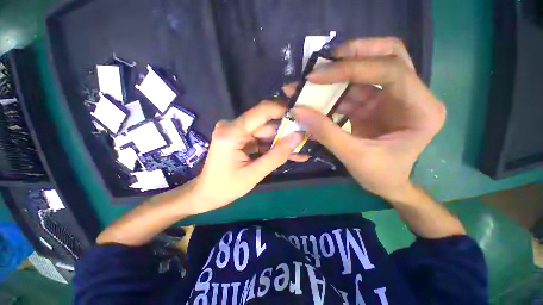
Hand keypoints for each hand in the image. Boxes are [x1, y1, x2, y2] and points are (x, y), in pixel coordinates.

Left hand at [191, 101, 306, 213]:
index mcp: (232, 132)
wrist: (206, 194)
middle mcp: (233, 126)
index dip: (282, 111)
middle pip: (265, 124)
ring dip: (281, 143)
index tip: (301, 117)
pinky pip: (260, 140)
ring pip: (265, 133)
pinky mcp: (240, 139)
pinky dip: (273, 147)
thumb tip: (298, 136)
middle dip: (285, 133)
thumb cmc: (226, 187)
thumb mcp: (254, 174)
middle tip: (305, 140)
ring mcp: (236, 132)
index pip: (261, 112)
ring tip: (300, 152)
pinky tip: (288, 154)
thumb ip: (277, 155)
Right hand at [292, 37, 445, 200]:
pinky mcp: (375, 104)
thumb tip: (298, 110)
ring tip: (312, 77)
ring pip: (368, 69)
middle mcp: (412, 96)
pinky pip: (354, 88)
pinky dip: (334, 90)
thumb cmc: (380, 175)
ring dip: (338, 73)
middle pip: (387, 55)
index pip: (391, 71)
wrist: (387, 184)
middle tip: (323, 60)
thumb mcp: (353, 156)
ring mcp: (392, 98)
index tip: (317, 76)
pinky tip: (317, 95)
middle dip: (354, 54)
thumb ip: (326, 132)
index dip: (352, 68)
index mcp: (421, 110)